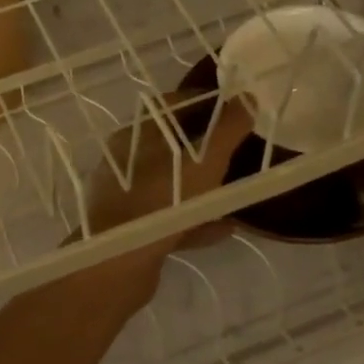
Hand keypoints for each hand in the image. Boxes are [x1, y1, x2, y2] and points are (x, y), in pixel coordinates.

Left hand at [73, 91, 257, 306]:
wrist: (116, 265)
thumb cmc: (160, 201)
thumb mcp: (203, 161)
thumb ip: (227, 130)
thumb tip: (247, 98)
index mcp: (136, 136)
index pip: (171, 105)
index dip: (204, 103)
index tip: (235, 108)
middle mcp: (126, 163)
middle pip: (172, 146)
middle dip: (206, 147)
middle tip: (240, 149)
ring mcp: (126, 199)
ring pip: (172, 185)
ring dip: (203, 187)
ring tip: (236, 189)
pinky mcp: (133, 232)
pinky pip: (171, 220)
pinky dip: (196, 221)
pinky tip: (226, 229)